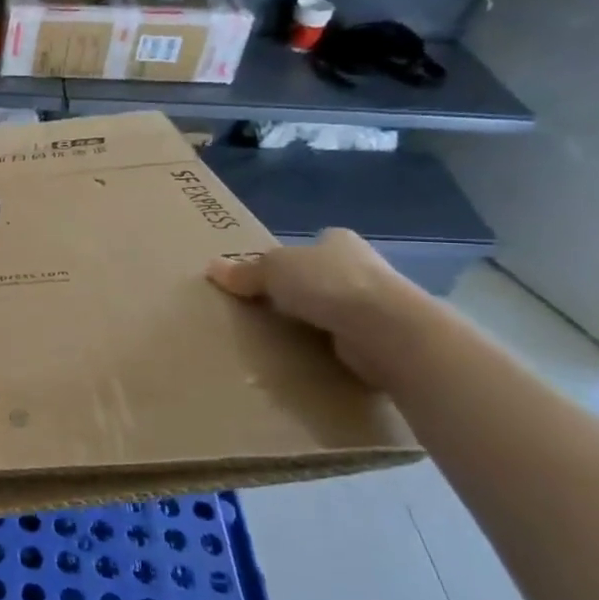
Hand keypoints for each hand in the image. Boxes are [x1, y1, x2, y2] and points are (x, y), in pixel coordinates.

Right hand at [206, 228, 410, 384]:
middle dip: (303, 291)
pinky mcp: (383, 339)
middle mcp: (364, 267)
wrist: (386, 330)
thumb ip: (245, 271)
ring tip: (281, 338)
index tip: (271, 276)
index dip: (293, 257)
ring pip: (336, 310)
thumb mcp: (273, 269)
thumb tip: (212, 267)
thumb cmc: (328, 285)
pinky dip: (330, 348)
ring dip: (316, 322)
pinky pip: (346, 341)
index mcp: (339, 241)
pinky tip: (307, 357)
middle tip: (268, 309)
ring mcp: (378, 304)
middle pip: (324, 277)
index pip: (314, 244)